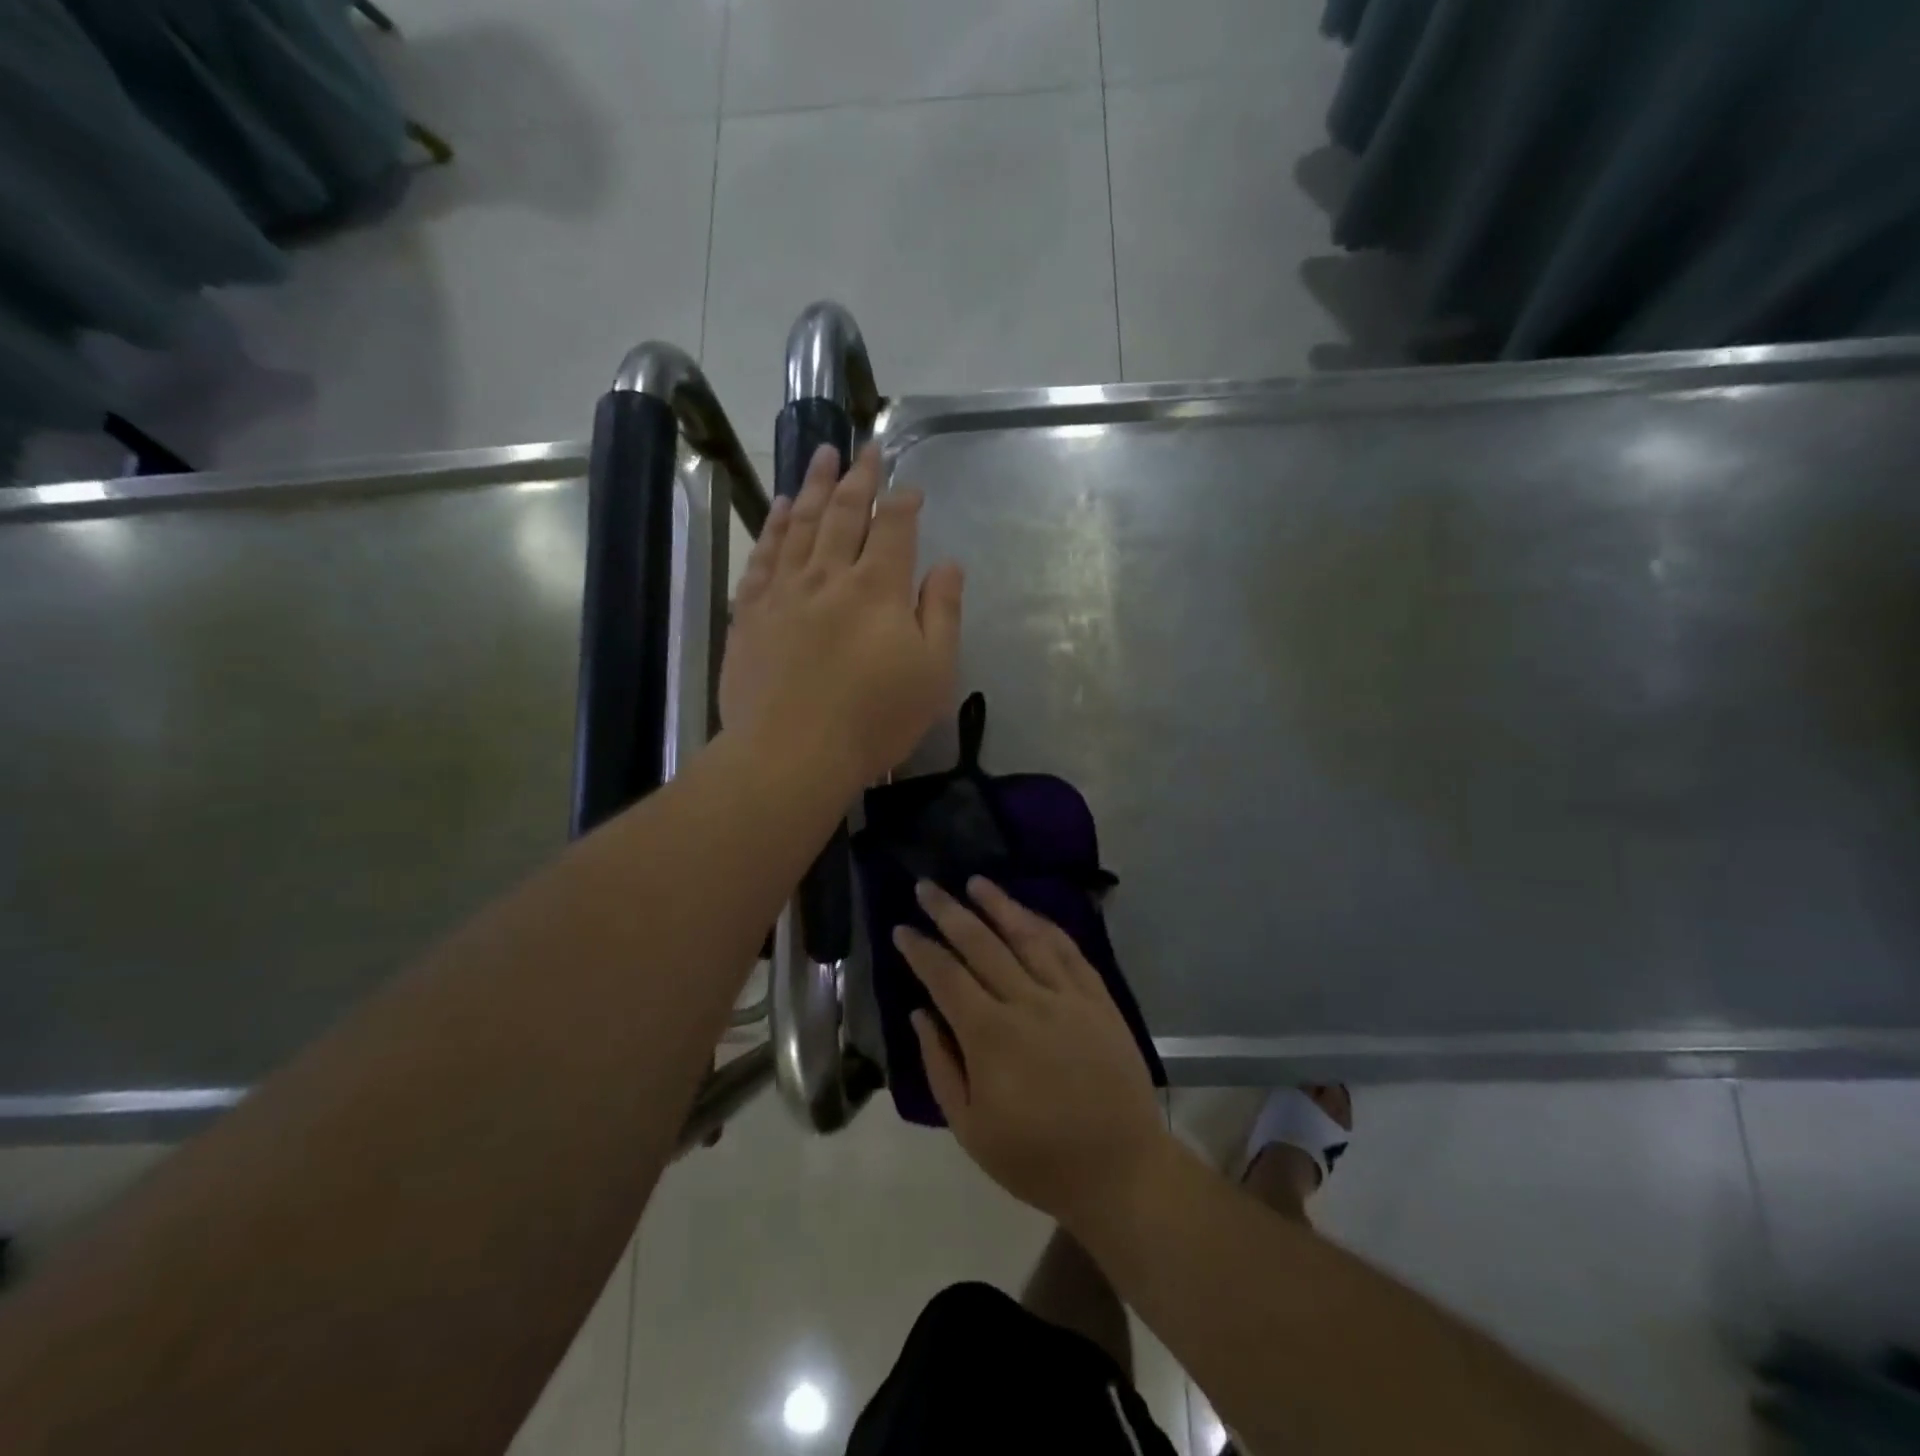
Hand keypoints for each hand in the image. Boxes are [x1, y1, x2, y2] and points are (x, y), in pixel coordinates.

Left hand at [720, 444, 963, 789]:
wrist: (791, 752)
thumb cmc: (874, 719)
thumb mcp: (933, 673)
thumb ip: (943, 613)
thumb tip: (948, 563)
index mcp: (879, 588)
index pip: (895, 527)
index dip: (904, 502)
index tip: (910, 488)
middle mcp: (830, 575)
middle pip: (844, 512)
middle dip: (857, 477)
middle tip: (863, 449)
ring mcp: (784, 590)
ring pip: (800, 524)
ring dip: (813, 486)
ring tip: (820, 456)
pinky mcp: (750, 612)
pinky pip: (762, 556)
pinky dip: (773, 527)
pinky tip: (778, 509)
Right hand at [894, 877, 1172, 1229]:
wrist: (1119, 1169)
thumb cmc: (1036, 1158)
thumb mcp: (970, 1128)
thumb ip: (940, 1066)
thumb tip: (920, 1014)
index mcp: (990, 1036)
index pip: (946, 977)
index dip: (921, 950)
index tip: (902, 929)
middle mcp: (1027, 1003)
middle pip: (981, 944)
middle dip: (949, 912)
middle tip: (927, 886)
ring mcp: (1067, 996)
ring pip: (1027, 936)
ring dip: (998, 905)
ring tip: (975, 882)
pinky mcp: (1098, 998)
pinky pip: (1068, 950)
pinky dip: (1045, 925)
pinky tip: (1028, 913)